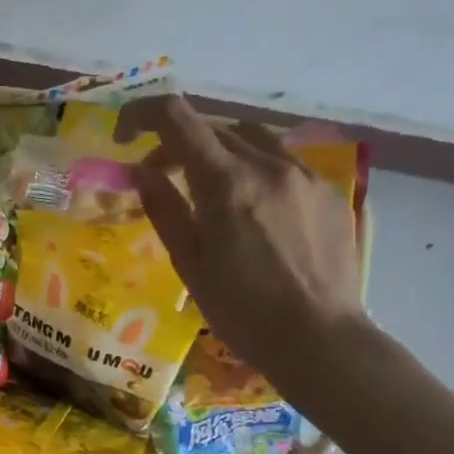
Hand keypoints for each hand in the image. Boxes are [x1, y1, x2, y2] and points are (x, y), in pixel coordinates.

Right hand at [130, 96, 366, 401]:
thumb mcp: (189, 263)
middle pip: (213, 127)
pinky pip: (284, 161)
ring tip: (208, 186)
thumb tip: (140, 170)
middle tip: (159, 176)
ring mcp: (305, 175)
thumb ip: (164, 208)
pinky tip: (253, 207)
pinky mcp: (329, 193)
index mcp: (226, 182)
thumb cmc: (242, 311)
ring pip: (252, 139)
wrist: (320, 340)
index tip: (124, 135)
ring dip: (218, 150)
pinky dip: (255, 168)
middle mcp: (268, 164)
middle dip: (176, 143)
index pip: (176, 118)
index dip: (141, 113)